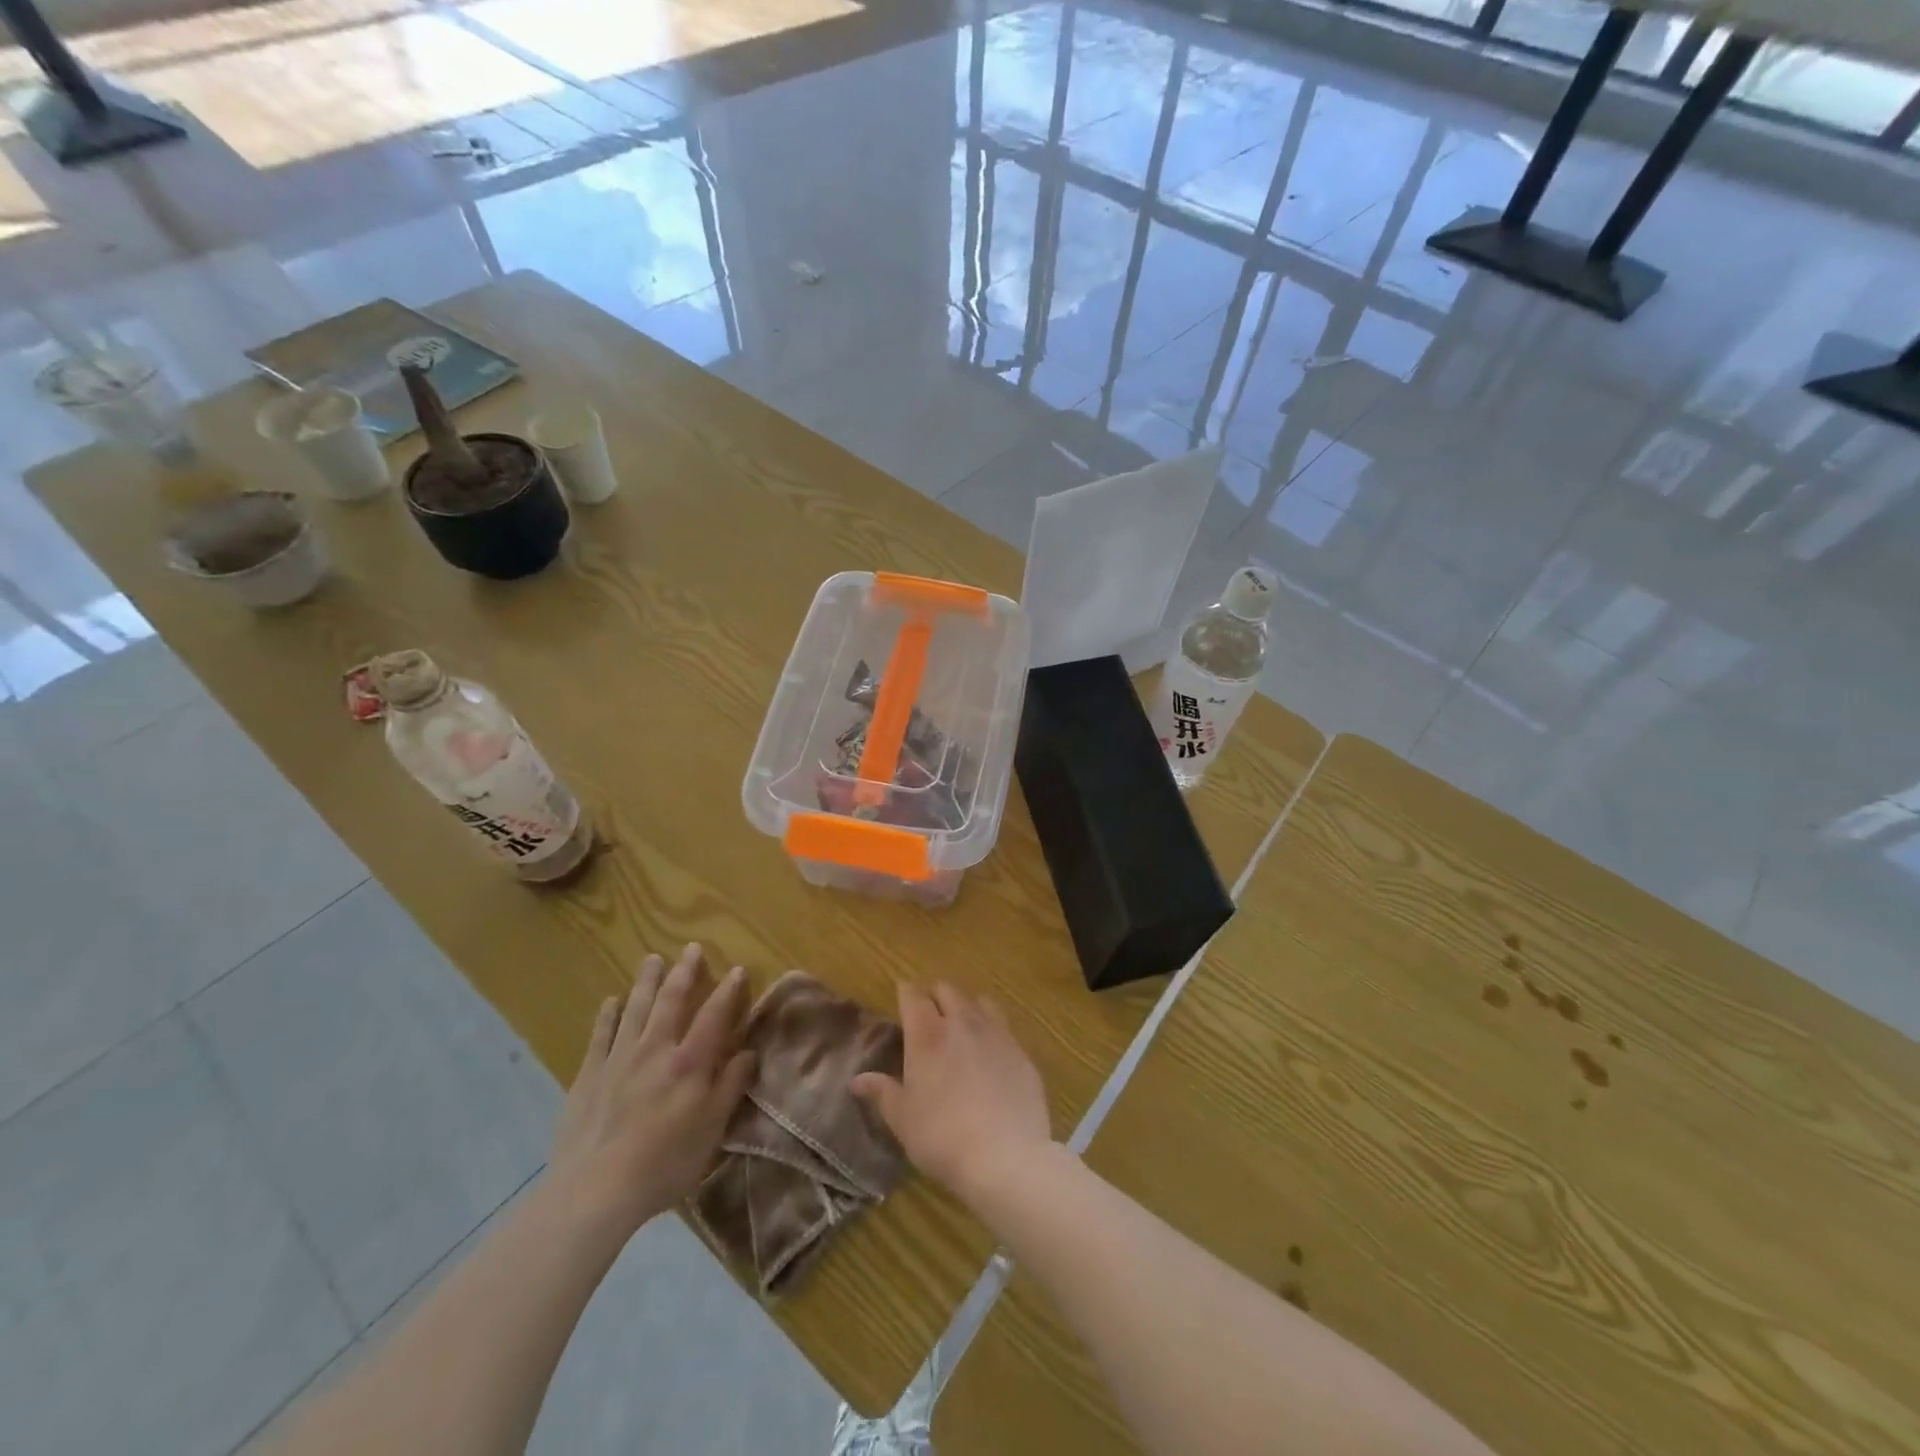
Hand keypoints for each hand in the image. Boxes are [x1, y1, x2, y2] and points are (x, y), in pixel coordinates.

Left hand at [547, 944, 756, 1241]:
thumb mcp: (711, 1130)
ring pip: (635, 1009)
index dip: (728, 991)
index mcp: (690, 1062)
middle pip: (672, 1001)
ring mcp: (618, 1059)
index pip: (714, 1015)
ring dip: (647, 982)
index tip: (737, 969)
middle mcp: (655, 1049)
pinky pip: (600, 1035)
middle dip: (684, 973)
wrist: (593, 1191)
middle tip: (691, 948)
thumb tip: (749, 1052)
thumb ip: (730, 1086)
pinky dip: (608, 1015)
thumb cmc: (664, 1163)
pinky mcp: (589, 1075)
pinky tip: (611, 1001)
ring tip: (653, 959)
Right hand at [850, 983, 1052, 1206]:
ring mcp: (997, 1034)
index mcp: (928, 1035)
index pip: (914, 996)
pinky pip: (1004, 1027)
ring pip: (980, 1002)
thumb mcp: (903, 1119)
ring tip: (962, 1023)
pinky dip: (992, 1030)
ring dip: (967, 1006)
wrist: (1006, 1156)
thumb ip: (882, 1092)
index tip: (902, 994)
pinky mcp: (1021, 1052)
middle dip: (935, 995)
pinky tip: (991, 1052)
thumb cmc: (942, 1138)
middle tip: (929, 1011)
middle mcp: (962, 1024)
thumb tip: (857, 1080)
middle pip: (948, 991)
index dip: (906, 992)